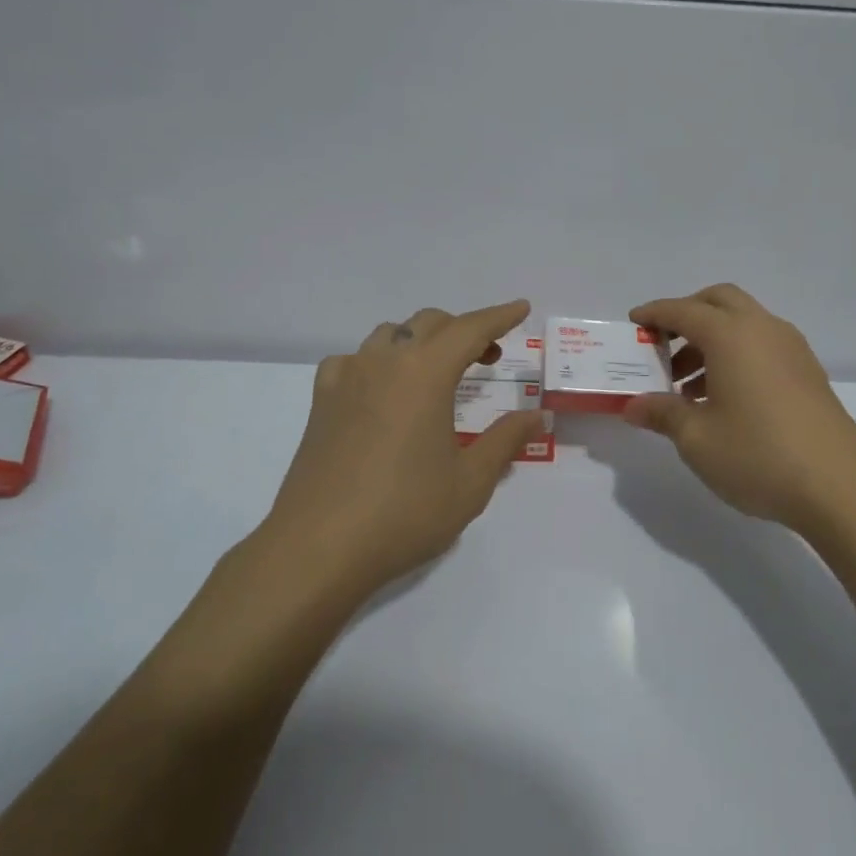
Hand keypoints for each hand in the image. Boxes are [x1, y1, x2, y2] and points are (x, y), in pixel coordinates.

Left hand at [261, 299, 544, 593]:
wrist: (318, 547)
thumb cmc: (404, 513)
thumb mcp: (470, 482)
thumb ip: (505, 441)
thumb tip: (536, 416)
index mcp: (425, 374)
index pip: (470, 329)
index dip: (499, 316)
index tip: (521, 308)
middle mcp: (384, 362)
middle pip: (429, 323)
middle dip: (463, 330)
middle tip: (487, 356)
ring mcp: (346, 378)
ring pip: (390, 335)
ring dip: (421, 341)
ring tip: (437, 373)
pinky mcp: (321, 401)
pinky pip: (353, 360)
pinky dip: (378, 362)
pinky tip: (382, 391)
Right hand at [625, 285, 855, 536]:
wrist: (839, 487)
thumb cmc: (757, 455)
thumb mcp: (696, 438)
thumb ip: (662, 413)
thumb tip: (633, 405)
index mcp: (731, 335)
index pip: (683, 311)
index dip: (654, 314)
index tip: (634, 323)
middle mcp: (763, 329)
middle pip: (719, 301)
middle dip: (687, 314)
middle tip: (663, 345)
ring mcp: (791, 348)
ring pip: (743, 323)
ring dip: (712, 339)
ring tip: (687, 386)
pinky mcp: (808, 371)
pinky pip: (762, 344)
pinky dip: (737, 354)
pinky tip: (724, 397)